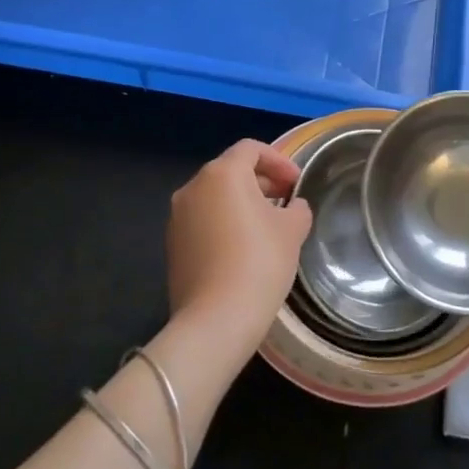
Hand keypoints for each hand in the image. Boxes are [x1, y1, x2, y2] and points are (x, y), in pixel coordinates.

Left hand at [167, 140, 312, 355]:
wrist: (216, 319)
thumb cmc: (260, 263)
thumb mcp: (292, 230)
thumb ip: (296, 209)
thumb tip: (292, 207)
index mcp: (222, 173)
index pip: (251, 149)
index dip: (278, 161)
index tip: (296, 183)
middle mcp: (193, 187)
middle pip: (230, 170)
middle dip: (261, 181)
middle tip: (286, 202)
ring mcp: (177, 216)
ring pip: (215, 196)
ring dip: (242, 202)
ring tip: (268, 226)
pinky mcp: (172, 244)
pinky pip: (203, 220)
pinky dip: (224, 222)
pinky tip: (244, 248)